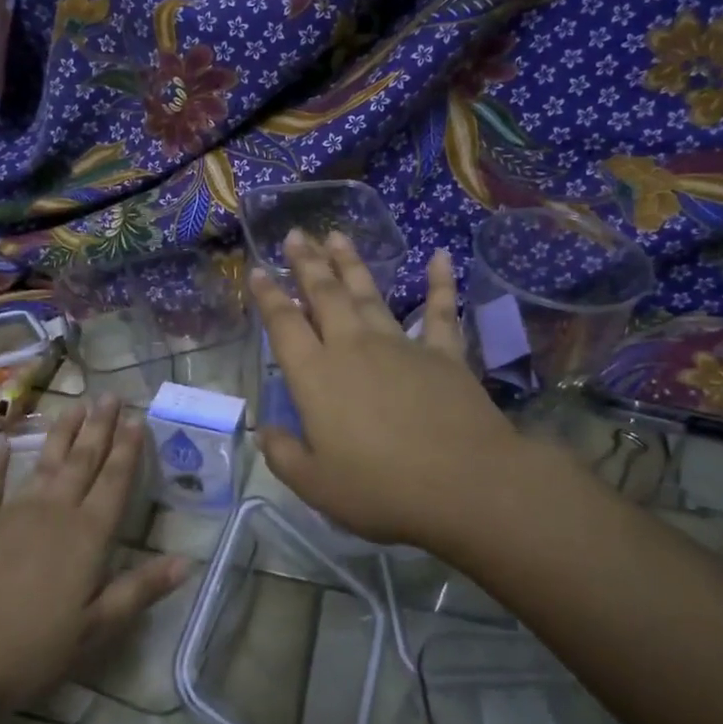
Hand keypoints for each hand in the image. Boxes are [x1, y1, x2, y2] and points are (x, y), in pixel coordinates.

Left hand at [0, 397, 186, 719]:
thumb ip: (137, 592)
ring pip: (43, 464)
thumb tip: (186, 561)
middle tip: (110, 396)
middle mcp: (51, 514)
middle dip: (99, 429)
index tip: (137, 418)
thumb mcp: (92, 632)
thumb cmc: (23, 651)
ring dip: (61, 435)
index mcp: (85, 538)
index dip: (128, 451)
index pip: (114, 484)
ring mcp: (8, 514)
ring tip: (75, 406)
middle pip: (82, 463)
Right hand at [253, 230, 528, 554]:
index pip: (284, 325)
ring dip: (351, 263)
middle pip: (324, 295)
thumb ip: (283, 454)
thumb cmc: (382, 488)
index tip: (258, 270)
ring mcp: (400, 346)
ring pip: (369, 294)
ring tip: (337, 236)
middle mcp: (353, 348)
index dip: (268, 296)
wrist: (464, 484)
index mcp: (316, 376)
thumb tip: (265, 430)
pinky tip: (441, 256)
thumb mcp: (316, 485)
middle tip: (296, 234)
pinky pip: (441, 311)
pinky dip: (441, 283)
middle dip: (307, 263)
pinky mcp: (443, 354)